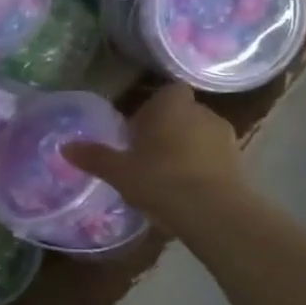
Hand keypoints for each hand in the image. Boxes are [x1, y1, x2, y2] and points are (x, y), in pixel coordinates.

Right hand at [63, 84, 245, 225]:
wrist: (212, 211)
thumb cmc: (159, 178)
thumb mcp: (118, 170)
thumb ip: (94, 156)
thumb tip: (65, 147)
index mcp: (171, 105)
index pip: (166, 92)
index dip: (153, 108)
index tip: (137, 130)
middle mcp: (202, 112)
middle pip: (182, 114)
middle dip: (168, 130)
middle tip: (147, 155)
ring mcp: (225, 137)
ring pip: (200, 136)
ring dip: (187, 150)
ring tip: (168, 177)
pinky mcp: (240, 163)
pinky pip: (215, 159)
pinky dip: (203, 169)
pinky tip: (187, 192)